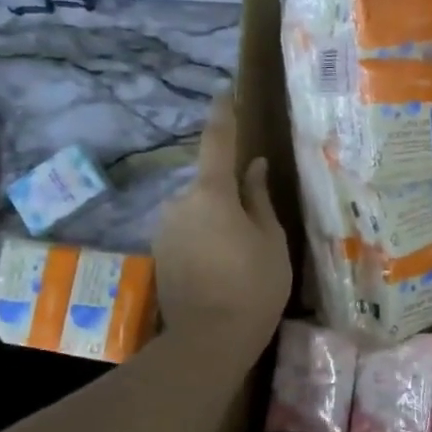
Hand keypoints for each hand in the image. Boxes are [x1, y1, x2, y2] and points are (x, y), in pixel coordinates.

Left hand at [152, 91, 290, 348]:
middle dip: (229, 190)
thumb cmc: (254, 284)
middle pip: (208, 183)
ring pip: (198, 209)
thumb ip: (259, 198)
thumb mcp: (270, 239)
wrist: (210, 338)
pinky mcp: (161, 252)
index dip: (223, 116)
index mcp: (211, 193)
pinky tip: (225, 263)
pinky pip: (189, 230)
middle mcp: (180, 203)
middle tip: (257, 219)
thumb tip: (254, 167)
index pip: (217, 143)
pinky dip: (207, 236)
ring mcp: (166, 228)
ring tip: (244, 249)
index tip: (224, 93)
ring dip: (218, 217)